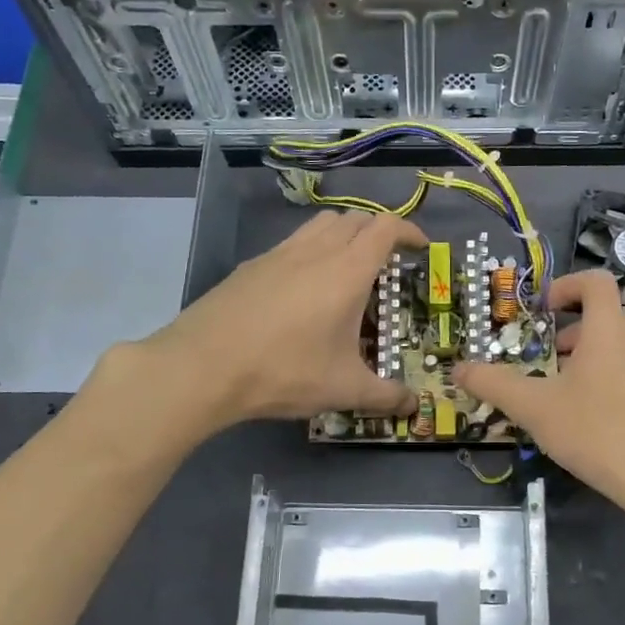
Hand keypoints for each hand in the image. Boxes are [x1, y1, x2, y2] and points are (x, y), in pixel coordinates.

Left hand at [140, 209, 426, 429]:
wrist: (203, 366)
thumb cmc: (284, 371)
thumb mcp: (343, 389)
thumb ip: (384, 396)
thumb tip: (413, 406)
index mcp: (347, 271)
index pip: (386, 228)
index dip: (409, 232)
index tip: (421, 249)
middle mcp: (315, 251)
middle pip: (355, 218)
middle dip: (378, 232)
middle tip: (388, 262)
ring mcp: (279, 254)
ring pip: (321, 224)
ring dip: (344, 235)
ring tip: (348, 269)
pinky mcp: (252, 266)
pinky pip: (293, 243)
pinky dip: (312, 250)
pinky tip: (304, 289)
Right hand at [454, 270, 624, 520]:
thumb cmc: (597, 430)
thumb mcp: (535, 407)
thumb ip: (494, 384)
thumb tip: (458, 368)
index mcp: (608, 328)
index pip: (595, 281)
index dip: (566, 285)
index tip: (541, 309)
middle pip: (606, 313)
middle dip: (571, 327)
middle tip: (546, 354)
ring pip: (617, 344)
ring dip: (586, 354)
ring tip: (559, 390)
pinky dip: (604, 377)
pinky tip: (585, 417)